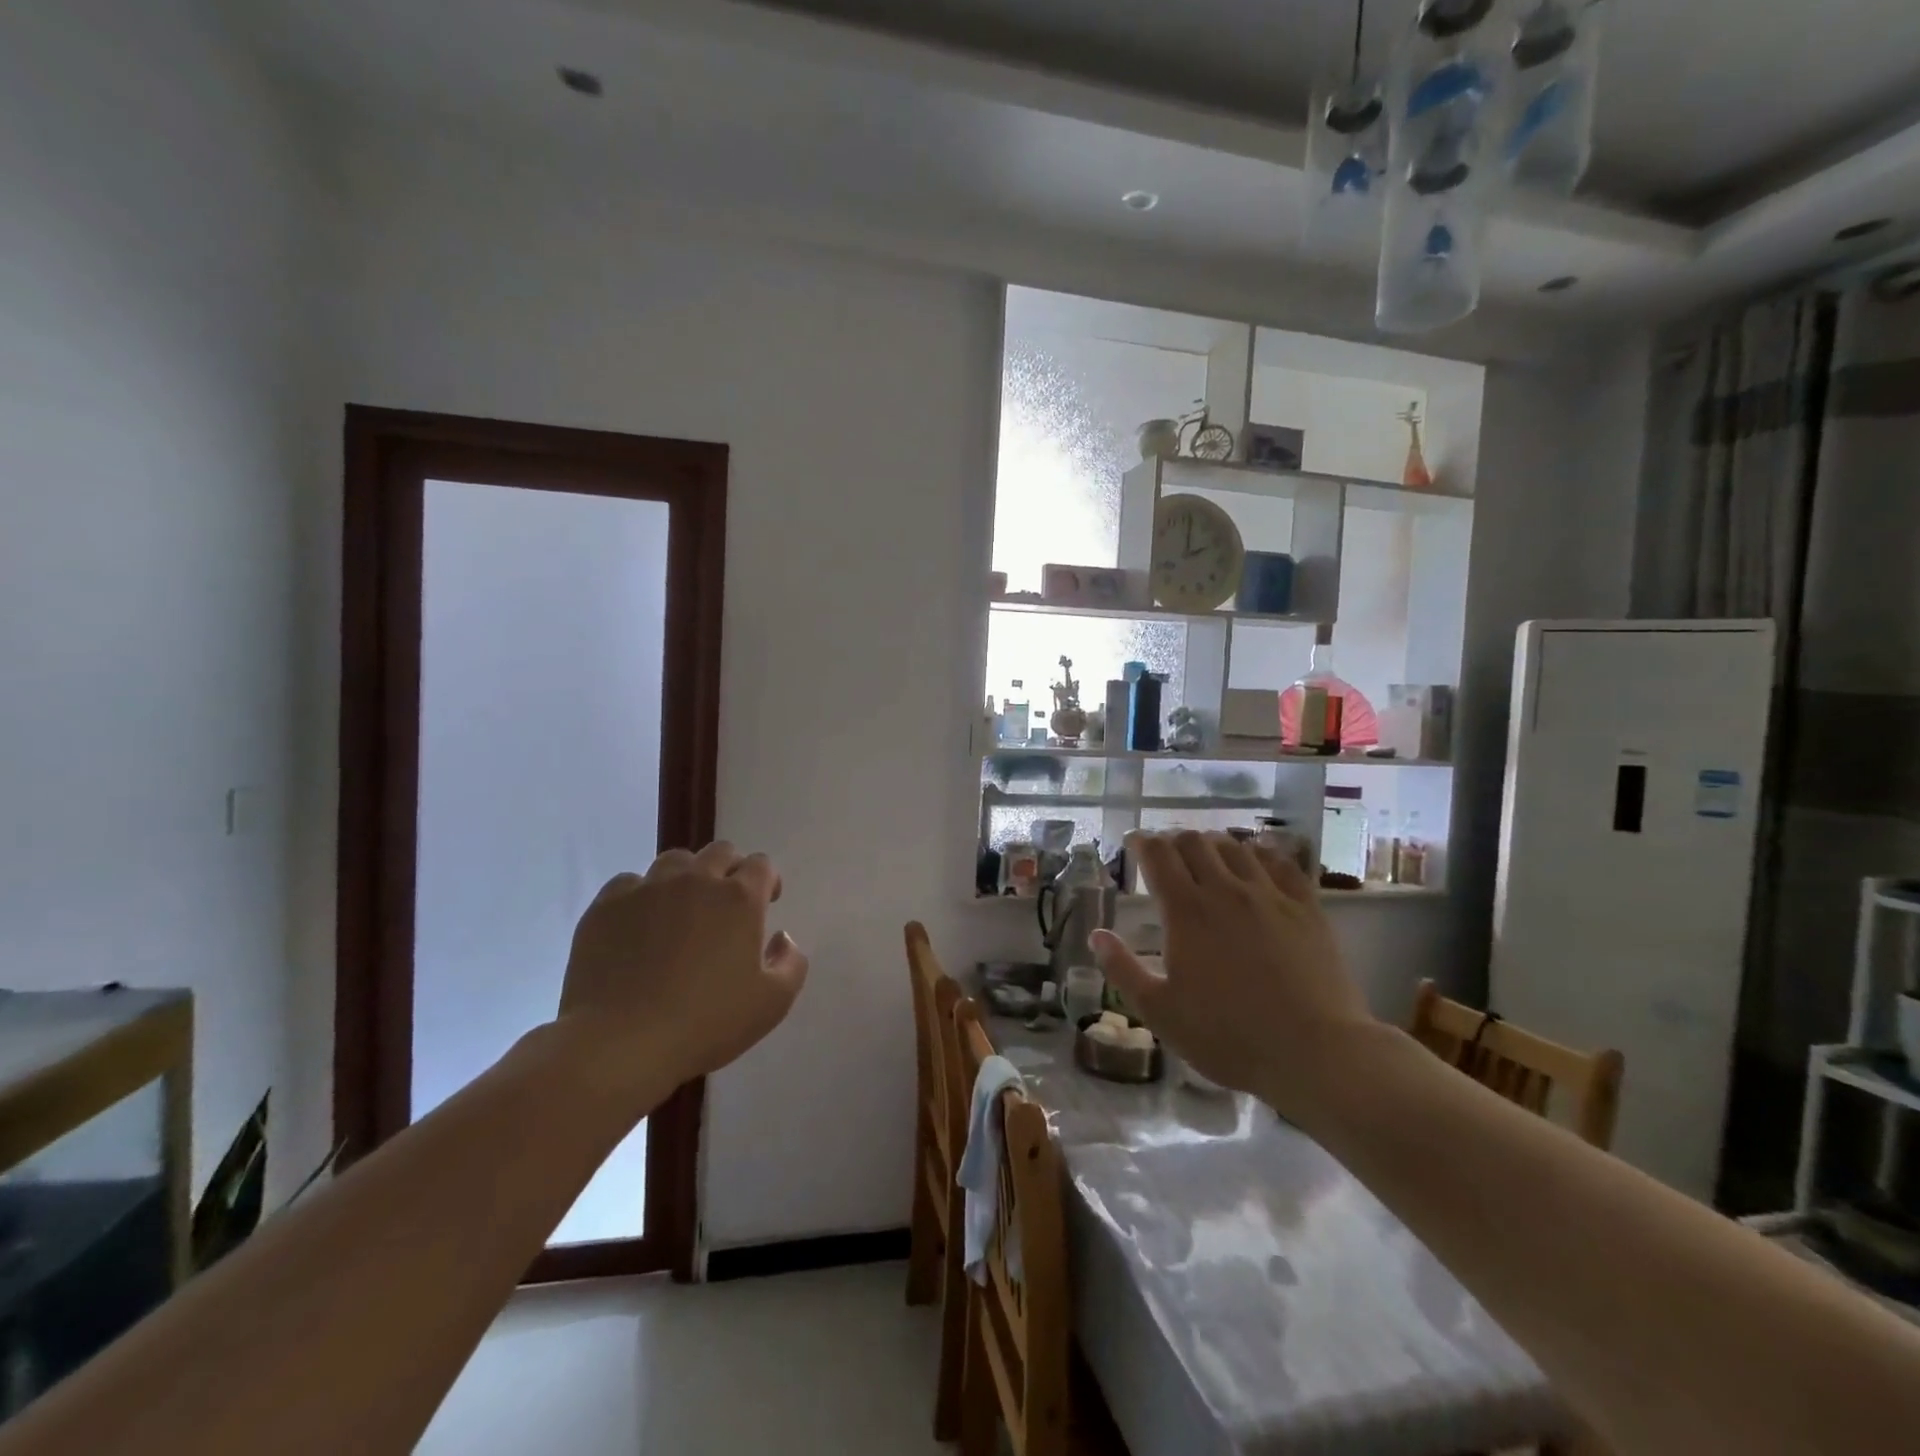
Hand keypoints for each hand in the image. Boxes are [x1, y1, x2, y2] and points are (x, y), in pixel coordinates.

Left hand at [557, 843, 809, 1101]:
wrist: (620, 1044)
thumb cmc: (705, 1024)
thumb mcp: (772, 1004)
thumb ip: (791, 963)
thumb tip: (782, 938)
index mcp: (739, 898)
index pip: (761, 864)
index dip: (767, 880)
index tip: (766, 903)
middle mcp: (696, 880)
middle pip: (720, 852)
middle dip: (731, 869)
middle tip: (726, 903)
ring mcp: (648, 888)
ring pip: (675, 861)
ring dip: (687, 876)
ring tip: (682, 908)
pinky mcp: (607, 905)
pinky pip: (630, 883)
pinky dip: (642, 895)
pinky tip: (639, 923)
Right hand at [1092, 831, 1374, 1117]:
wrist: (1316, 1053)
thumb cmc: (1228, 1036)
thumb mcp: (1161, 1012)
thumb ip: (1123, 970)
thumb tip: (1096, 935)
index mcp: (1186, 911)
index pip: (1158, 854)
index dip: (1142, 842)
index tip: (1134, 844)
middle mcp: (1225, 890)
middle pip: (1195, 841)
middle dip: (1174, 840)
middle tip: (1167, 856)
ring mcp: (1270, 895)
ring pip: (1236, 846)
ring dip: (1213, 844)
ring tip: (1207, 858)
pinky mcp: (1306, 907)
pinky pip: (1281, 862)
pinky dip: (1261, 853)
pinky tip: (1257, 861)